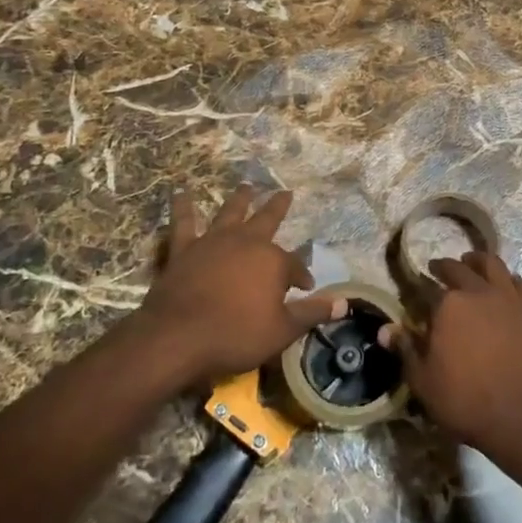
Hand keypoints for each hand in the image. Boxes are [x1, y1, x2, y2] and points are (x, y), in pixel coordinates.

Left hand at [134, 185, 343, 390]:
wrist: (179, 337)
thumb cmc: (236, 335)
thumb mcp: (282, 331)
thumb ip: (311, 314)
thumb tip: (342, 304)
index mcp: (272, 261)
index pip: (295, 265)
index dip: (301, 276)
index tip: (305, 287)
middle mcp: (245, 242)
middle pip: (266, 219)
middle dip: (278, 207)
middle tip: (286, 192)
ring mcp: (213, 241)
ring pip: (230, 212)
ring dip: (240, 199)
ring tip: (246, 186)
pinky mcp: (184, 249)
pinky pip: (184, 223)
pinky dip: (183, 208)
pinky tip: (182, 194)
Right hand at [378, 250, 521, 454]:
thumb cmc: (466, 401)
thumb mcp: (423, 381)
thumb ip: (406, 350)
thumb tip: (384, 329)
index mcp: (448, 304)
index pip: (428, 288)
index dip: (420, 289)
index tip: (415, 292)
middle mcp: (478, 292)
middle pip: (459, 268)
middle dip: (445, 266)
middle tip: (437, 269)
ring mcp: (508, 299)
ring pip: (493, 264)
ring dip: (478, 260)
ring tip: (471, 262)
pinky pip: (520, 284)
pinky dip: (508, 278)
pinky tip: (505, 284)